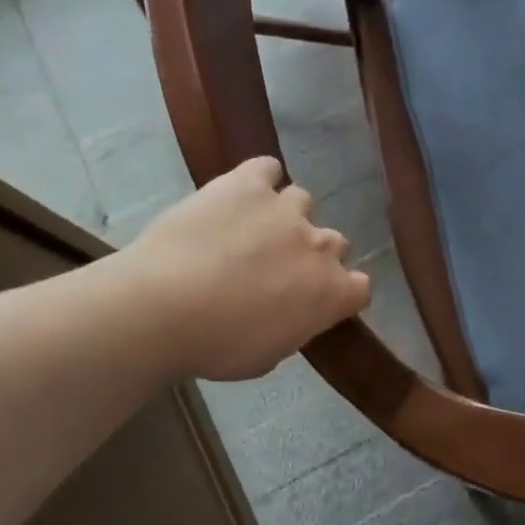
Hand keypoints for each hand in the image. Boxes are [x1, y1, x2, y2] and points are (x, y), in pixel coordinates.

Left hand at [130, 157, 371, 380]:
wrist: (163, 308)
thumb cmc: (217, 346)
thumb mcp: (269, 355)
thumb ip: (294, 326)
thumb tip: (291, 313)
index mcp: (332, 293)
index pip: (360, 287)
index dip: (340, 292)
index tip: (315, 300)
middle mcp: (320, 246)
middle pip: (334, 243)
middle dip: (311, 255)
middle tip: (276, 270)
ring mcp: (286, 209)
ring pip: (302, 202)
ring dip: (285, 217)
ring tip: (252, 231)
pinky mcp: (248, 184)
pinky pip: (266, 169)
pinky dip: (259, 179)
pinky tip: (241, 194)